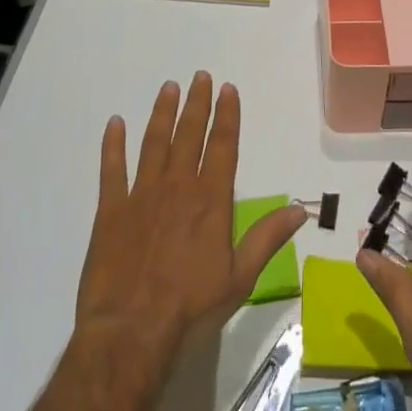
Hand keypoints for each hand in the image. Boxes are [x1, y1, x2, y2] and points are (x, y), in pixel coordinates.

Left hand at [74, 73, 305, 374]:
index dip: (227, 115)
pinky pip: (112, 169)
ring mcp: (141, 195)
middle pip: (189, 134)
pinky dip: (113, 145)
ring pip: (154, 142)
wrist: (131, 334)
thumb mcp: (240, 278)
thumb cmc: (191, 309)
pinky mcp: (111, 211)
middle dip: (197, 104)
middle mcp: (178, 187)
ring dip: (162, 113)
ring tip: (169, 88)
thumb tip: (300, 208)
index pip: (222, 146)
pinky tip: (115, 123)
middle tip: (200, 76)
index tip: (228, 89)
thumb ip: (268, 238)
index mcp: (210, 200)